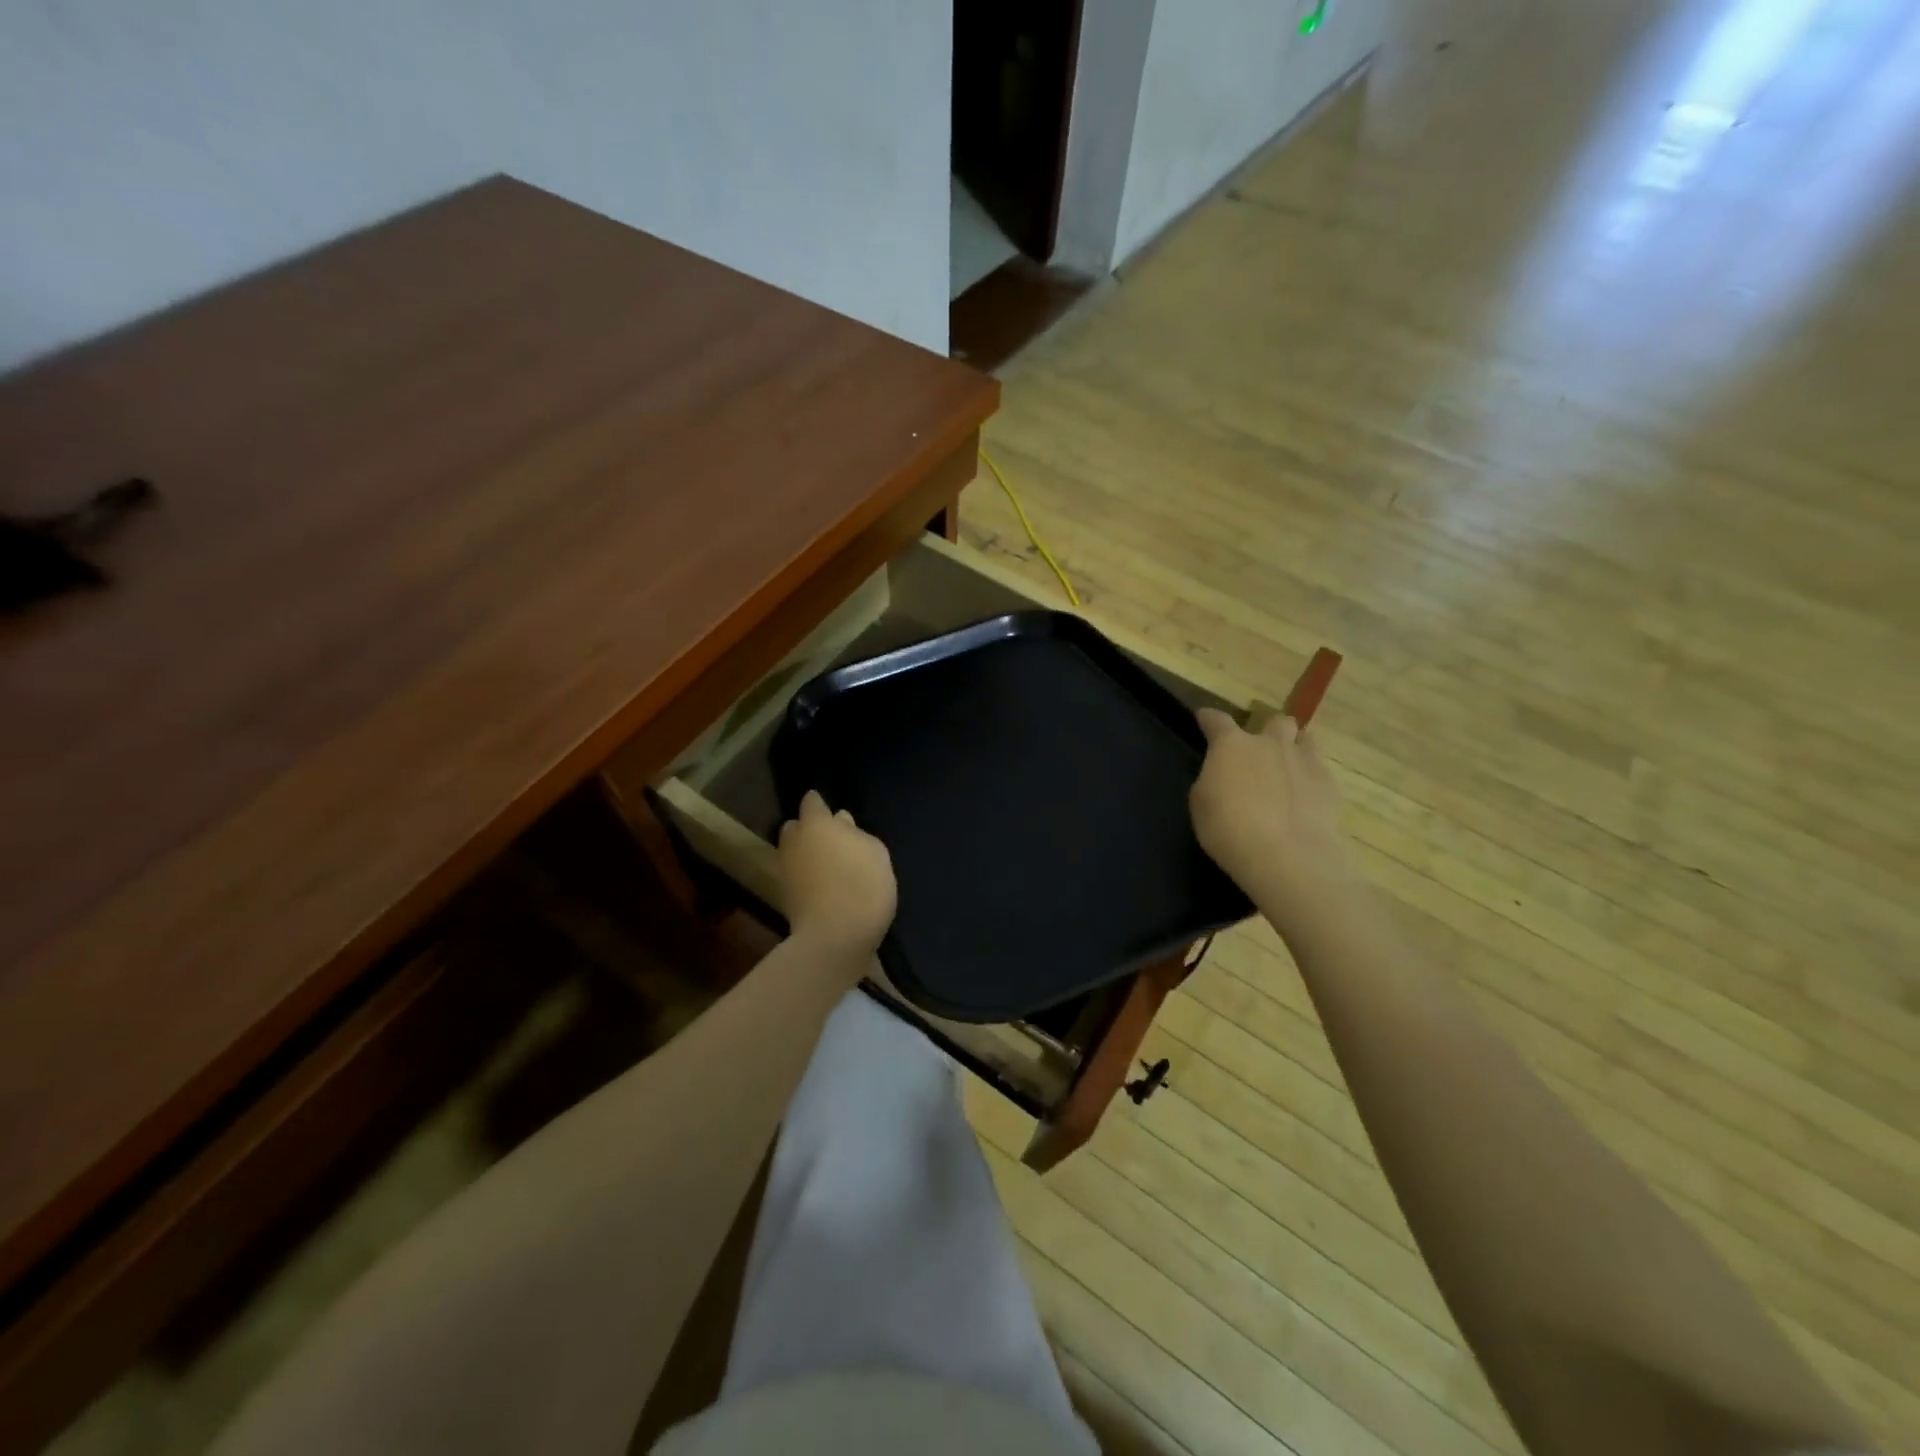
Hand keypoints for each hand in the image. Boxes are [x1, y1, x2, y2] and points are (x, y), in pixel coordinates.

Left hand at [778, 790, 896, 962]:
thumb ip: (856, 833)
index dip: (821, 804)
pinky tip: (826, 885)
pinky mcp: (785, 895)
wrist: (835, 937)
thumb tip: (841, 823)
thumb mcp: (875, 852)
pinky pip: (797, 875)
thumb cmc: (862, 885)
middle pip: (796, 826)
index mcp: (816, 823)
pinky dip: (807, 876)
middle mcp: (795, 841)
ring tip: (830, 865)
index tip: (833, 813)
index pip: (812, 801)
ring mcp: (786, 869)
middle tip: (833, 840)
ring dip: (807, 853)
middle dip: (809, 829)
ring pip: (794, 851)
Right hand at [1190, 708, 1355, 919]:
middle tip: (1258, 751)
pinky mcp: (1330, 785)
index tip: (1203, 718)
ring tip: (1287, 767)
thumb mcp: (1201, 804)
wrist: (1288, 857)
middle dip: (1266, 730)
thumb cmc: (1230, 829)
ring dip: (1294, 747)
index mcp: (1232, 745)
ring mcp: (1305, 761)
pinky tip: (1304, 798)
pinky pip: (1320, 770)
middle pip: (1274, 721)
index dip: (1208, 718)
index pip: (1217, 720)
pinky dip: (1310, 778)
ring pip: (1305, 738)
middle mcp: (1270, 744)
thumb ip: (1212, 780)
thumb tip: (1222, 776)